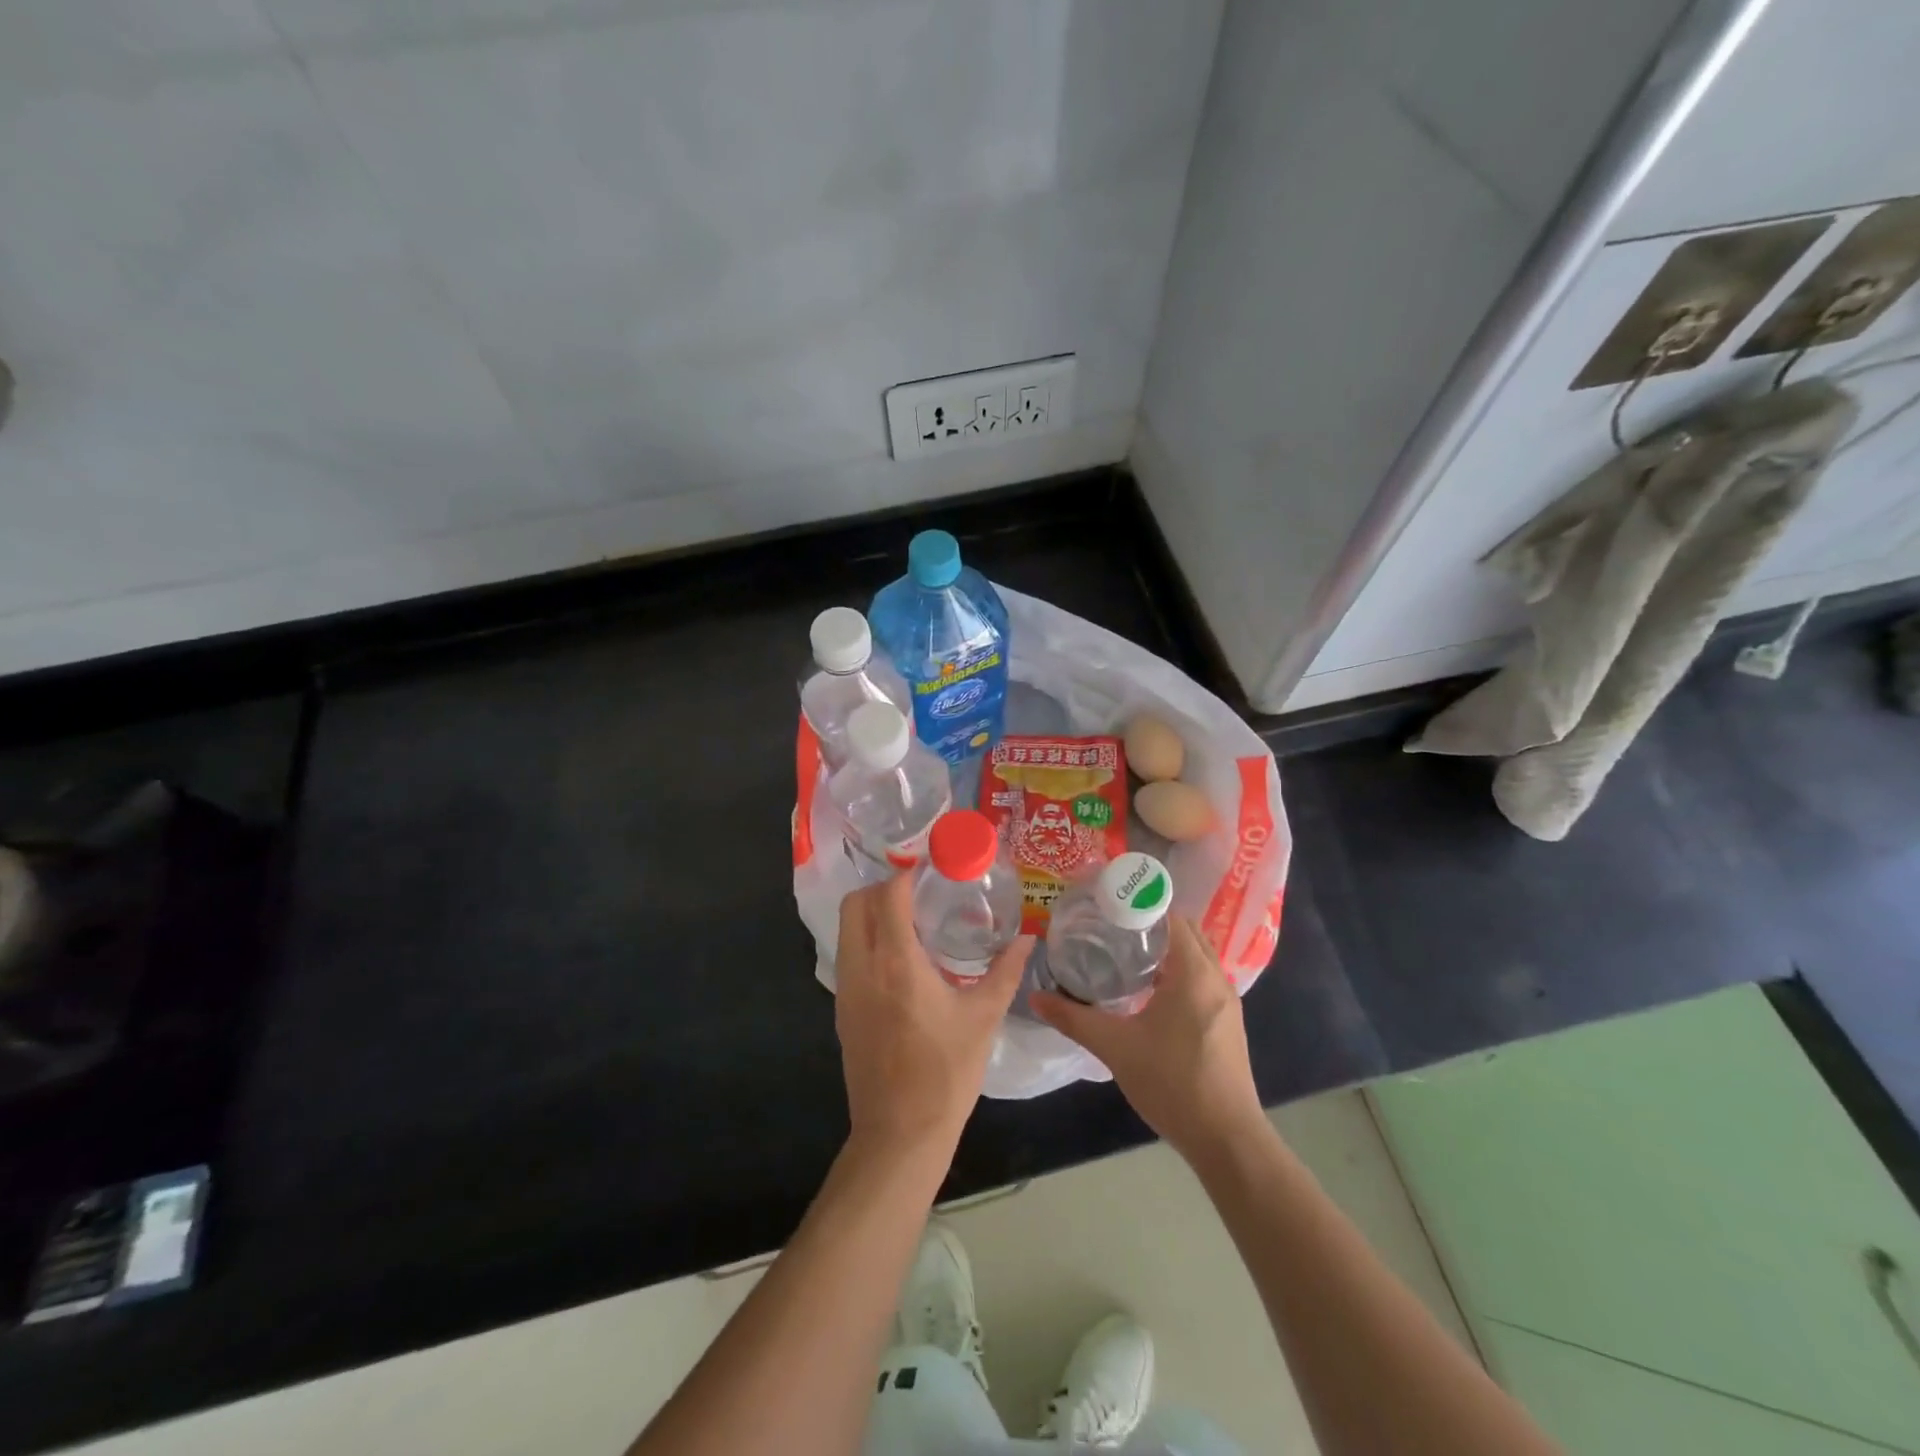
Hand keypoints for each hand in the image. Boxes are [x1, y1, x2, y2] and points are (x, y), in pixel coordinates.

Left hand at [833, 874, 1034, 1161]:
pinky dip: (866, 941)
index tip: (931, 870)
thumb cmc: (946, 1073)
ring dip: (871, 914)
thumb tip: (1028, 940)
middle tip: (918, 893)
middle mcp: (863, 967)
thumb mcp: (983, 1018)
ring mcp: (846, 989)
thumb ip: (1006, 972)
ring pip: (846, 929)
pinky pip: (848, 956)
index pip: (889, 895)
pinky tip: (900, 960)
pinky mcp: (842, 1010)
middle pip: (855, 904)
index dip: (906, 874)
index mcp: (896, 962)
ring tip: (912, 922)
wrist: (900, 1134)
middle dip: (882, 888)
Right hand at [1030, 917, 1264, 1164]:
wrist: (1228, 1139)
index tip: (1108, 904)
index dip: (1140, 904)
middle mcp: (1215, 978)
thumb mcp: (1115, 1047)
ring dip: (1167, 948)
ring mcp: (1226, 1001)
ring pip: (1196, 956)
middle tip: (1111, 926)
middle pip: (1186, 931)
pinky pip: (1202, 978)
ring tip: (1125, 953)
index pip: (1171, 916)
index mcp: (1193, 972)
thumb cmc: (1173, 1083)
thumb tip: (1036, 998)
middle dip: (1152, 923)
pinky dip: (1179, 971)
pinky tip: (1149, 991)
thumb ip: (1074, 1019)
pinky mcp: (1228, 1022)